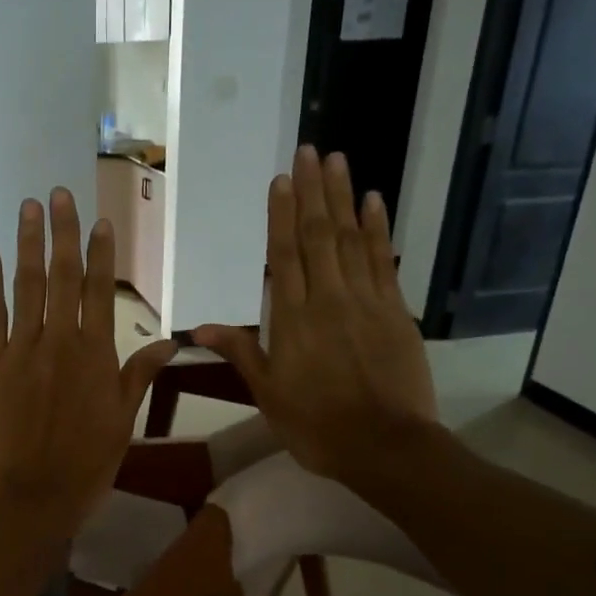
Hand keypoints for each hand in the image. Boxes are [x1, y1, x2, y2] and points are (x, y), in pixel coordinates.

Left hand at [0, 188, 175, 543]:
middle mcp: (59, 342)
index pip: (100, 292)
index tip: (100, 221)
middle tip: (58, 193)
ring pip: (26, 287)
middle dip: (63, 232)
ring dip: (28, 244)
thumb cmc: (84, 467)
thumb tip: (169, 343)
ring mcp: (20, 351)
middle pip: (62, 277)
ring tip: (29, 208)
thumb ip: (137, 377)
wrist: (30, 499)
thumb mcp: (122, 424)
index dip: (100, 254)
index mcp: (96, 357)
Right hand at [194, 147, 437, 485]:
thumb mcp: (269, 395)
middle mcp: (328, 299)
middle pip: (318, 236)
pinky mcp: (396, 310)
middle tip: (309, 150)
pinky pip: (383, 260)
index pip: (284, 256)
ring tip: (336, 160)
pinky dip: (378, 229)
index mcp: (293, 321)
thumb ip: (241, 352)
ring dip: (343, 198)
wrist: (383, 445)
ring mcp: (366, 301)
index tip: (280, 179)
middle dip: (312, 192)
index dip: (281, 216)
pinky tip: (374, 201)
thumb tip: (199, 326)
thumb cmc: (316, 426)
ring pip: (351, 239)